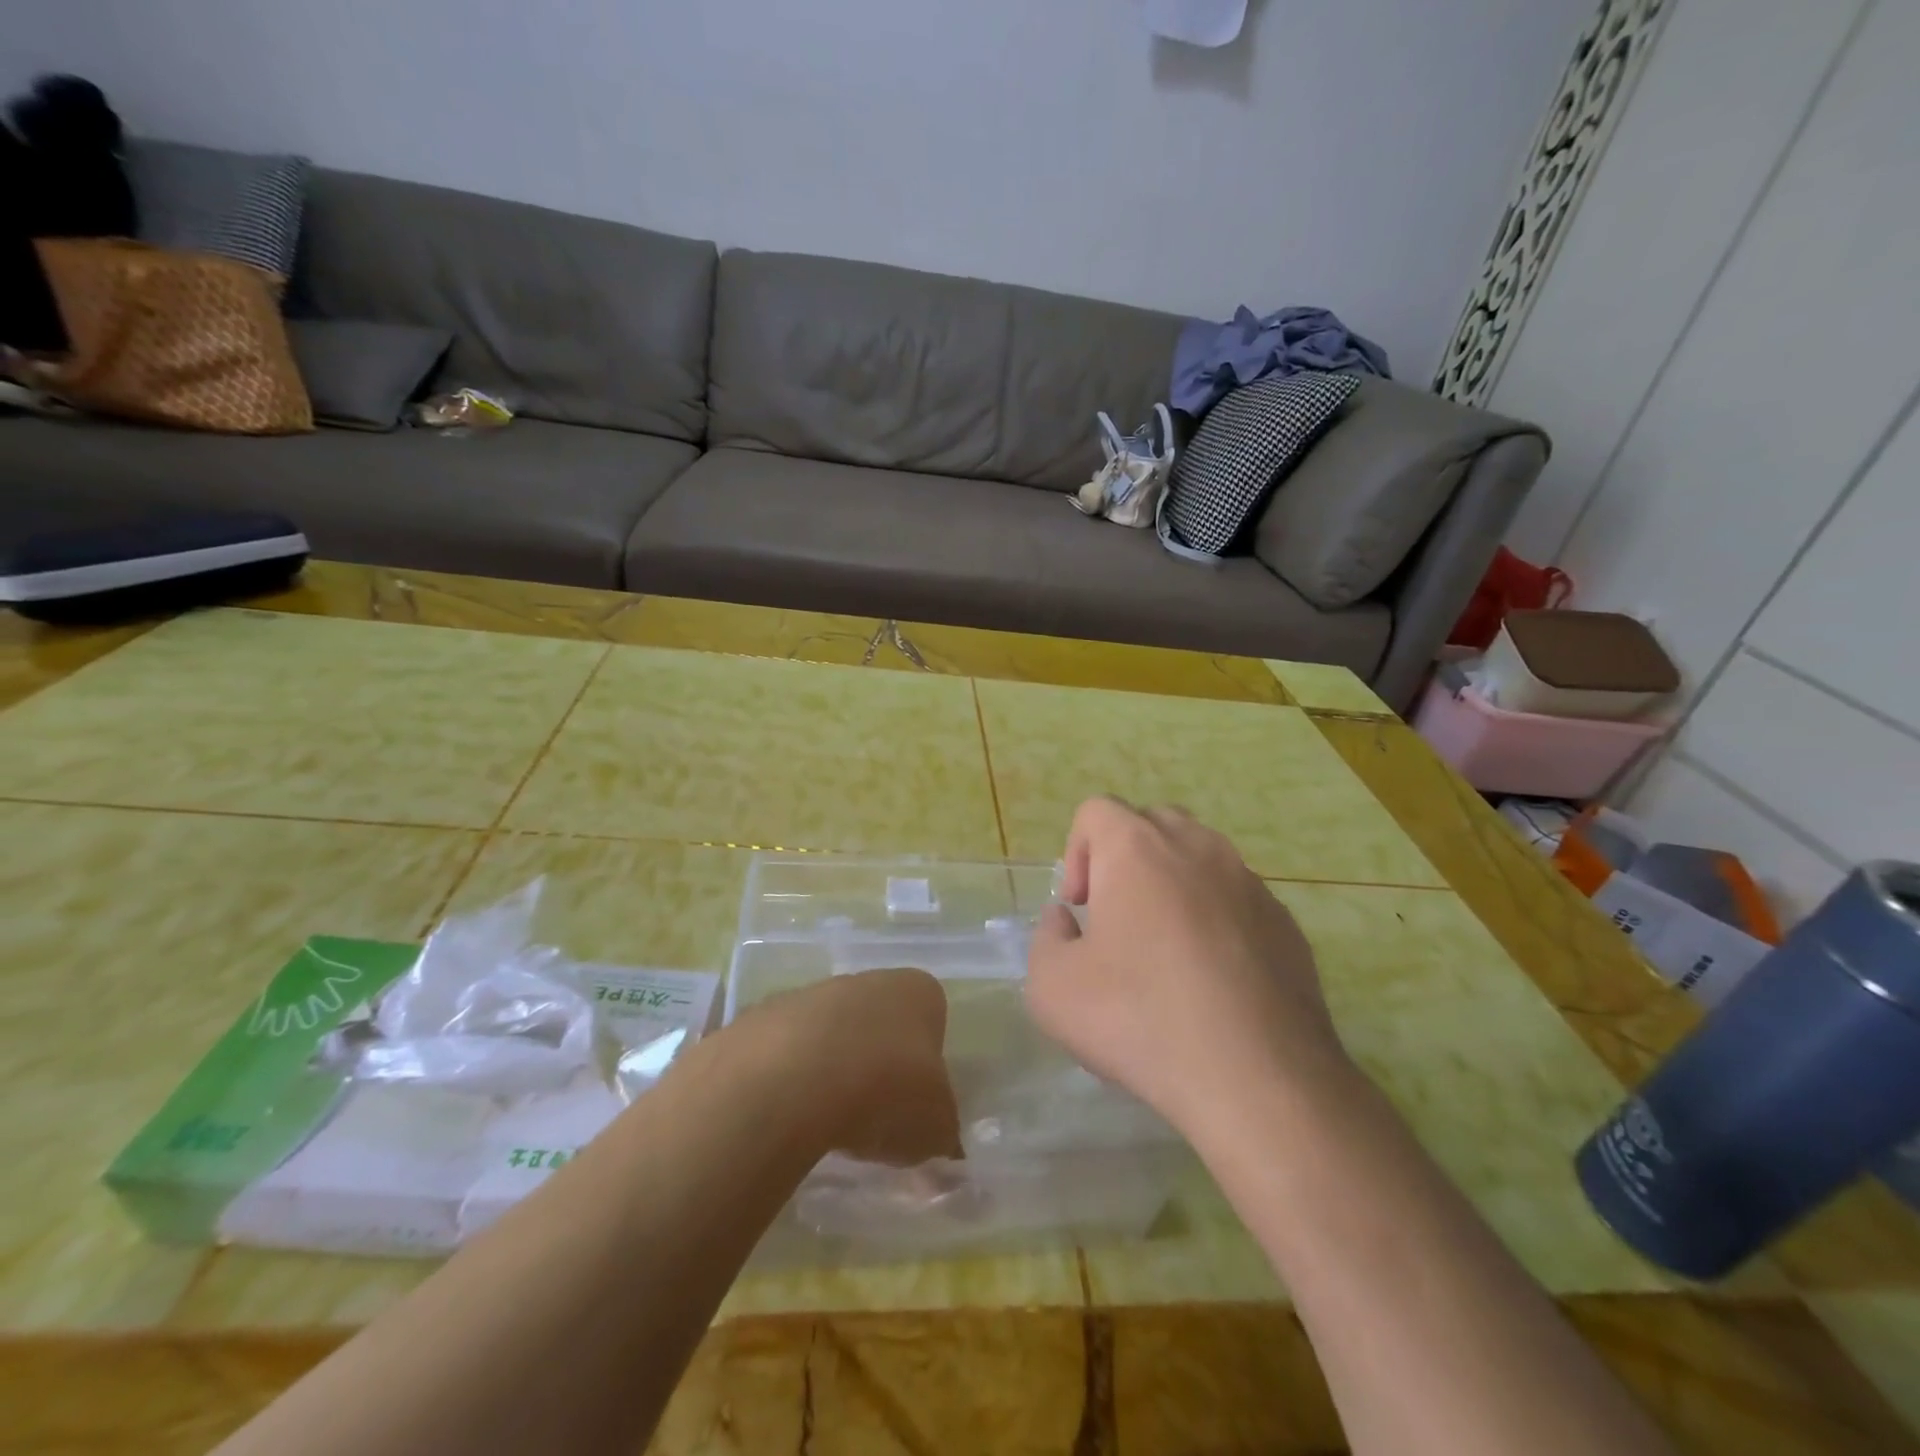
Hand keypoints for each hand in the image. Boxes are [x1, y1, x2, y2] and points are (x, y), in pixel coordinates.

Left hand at [735, 968, 962, 1165]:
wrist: (791, 1080)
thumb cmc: (886, 1092)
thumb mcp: (936, 1129)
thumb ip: (943, 1134)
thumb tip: (945, 1147)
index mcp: (918, 992)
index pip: (932, 1018)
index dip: (926, 1064)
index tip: (916, 1104)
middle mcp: (867, 980)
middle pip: (879, 1024)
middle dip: (878, 1066)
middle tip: (874, 1118)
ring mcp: (811, 994)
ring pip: (831, 1036)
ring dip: (832, 1073)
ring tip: (827, 1125)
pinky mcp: (763, 1017)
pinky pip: (786, 1053)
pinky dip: (790, 1082)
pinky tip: (788, 1117)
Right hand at [1026, 798, 1355, 1136]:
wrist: (1258, 1079)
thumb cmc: (1140, 1019)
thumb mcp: (1051, 987)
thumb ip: (1047, 936)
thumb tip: (1067, 919)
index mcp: (1137, 848)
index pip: (1096, 810)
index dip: (1076, 853)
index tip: (1081, 909)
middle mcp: (1197, 847)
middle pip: (1151, 824)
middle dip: (1124, 861)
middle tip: (1117, 921)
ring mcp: (1249, 882)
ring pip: (1199, 858)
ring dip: (1172, 887)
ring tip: (1166, 952)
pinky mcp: (1285, 922)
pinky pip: (1236, 899)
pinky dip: (1215, 920)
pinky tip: (1212, 982)